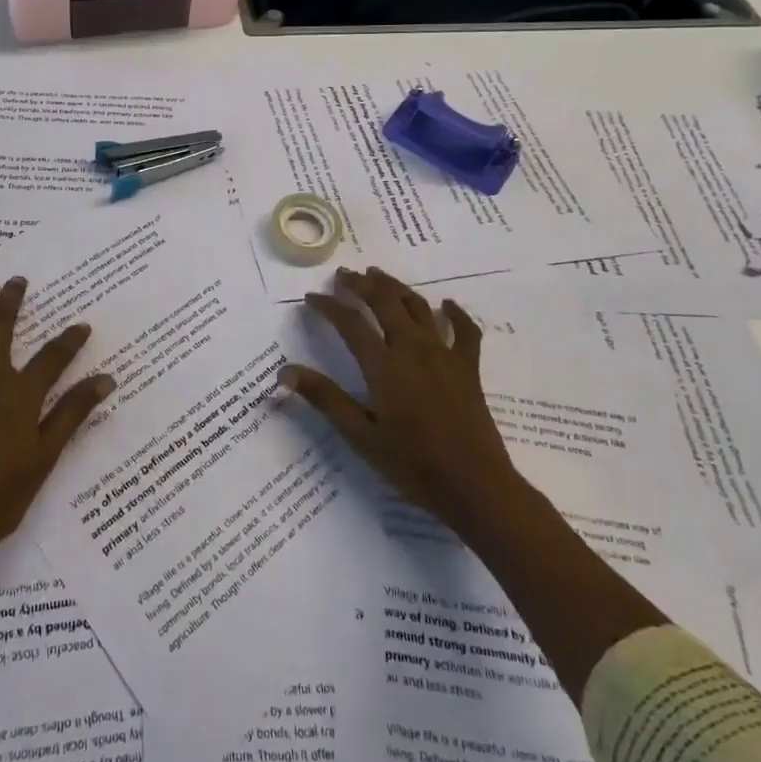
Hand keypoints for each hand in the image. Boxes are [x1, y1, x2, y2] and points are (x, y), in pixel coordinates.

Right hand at [283, 266, 514, 534]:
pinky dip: (455, 313)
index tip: (312, 298)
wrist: (475, 487)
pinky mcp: (469, 367)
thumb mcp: (361, 436)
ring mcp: (445, 354)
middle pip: (384, 302)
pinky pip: (464, 330)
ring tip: (379, 276)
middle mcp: (413, 349)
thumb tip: (285, 371)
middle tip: (344, 275)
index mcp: (384, 365)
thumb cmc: (413, 465)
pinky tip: (447, 305)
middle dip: (361, 284)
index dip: (329, 306)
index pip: (350, 323)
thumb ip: (325, 398)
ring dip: (396, 287)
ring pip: (418, 306)